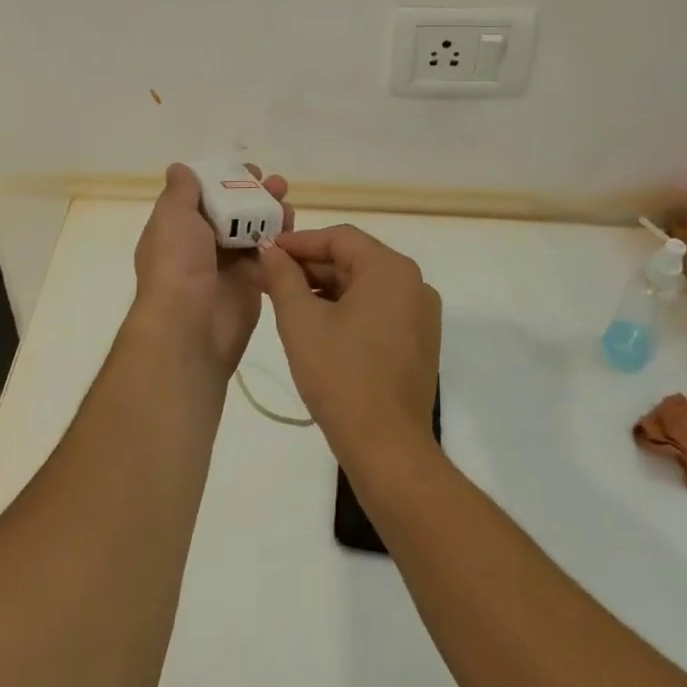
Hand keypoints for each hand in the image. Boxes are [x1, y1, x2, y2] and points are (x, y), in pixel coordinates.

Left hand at [131, 163, 291, 377]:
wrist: (190, 326)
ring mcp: (228, 265)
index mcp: (178, 229)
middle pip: (233, 211)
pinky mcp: (251, 283)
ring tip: (287, 201)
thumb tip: (180, 169)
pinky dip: (281, 239)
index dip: (225, 179)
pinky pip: (269, 255)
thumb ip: (181, 191)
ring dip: (271, 213)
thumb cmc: (177, 264)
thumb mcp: (172, 216)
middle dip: (255, 194)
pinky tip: (292, 226)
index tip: (249, 171)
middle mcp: (202, 245)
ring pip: (254, 230)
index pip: (204, 196)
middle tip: (277, 184)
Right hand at [256, 225, 440, 466]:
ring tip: (285, 301)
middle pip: (354, 260)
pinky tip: (315, 325)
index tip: (266, 251)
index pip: (340, 238)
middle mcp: (414, 284)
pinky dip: (346, 310)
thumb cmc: (341, 376)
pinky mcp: (418, 342)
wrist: (387, 448)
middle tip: (269, 278)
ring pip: (364, 287)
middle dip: (310, 267)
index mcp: (391, 269)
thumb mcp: (301, 321)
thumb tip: (270, 250)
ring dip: (325, 289)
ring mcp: (420, 315)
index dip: (299, 242)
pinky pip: (377, 310)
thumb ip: (283, 277)